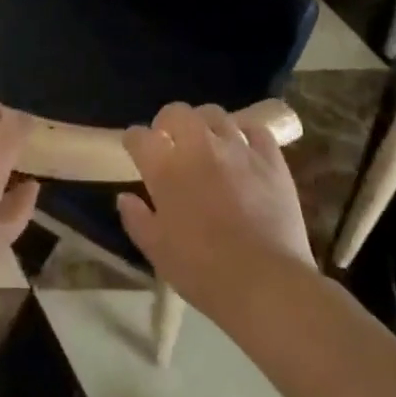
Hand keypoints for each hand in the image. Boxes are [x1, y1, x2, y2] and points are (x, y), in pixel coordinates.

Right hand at [119, 102, 315, 318]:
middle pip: (177, 112)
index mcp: (165, 168)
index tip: (134, 148)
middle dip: (168, 122)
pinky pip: (255, 129)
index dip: (133, 140)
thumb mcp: (157, 251)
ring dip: (204, 124)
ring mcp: (237, 149)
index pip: (139, 137)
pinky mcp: (271, 159)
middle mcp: (199, 146)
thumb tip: (124, 197)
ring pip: (215, 114)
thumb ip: (136, 219)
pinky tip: (242, 147)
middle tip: (170, 141)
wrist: (266, 284)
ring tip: (206, 142)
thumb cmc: (203, 271)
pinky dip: (244, 132)